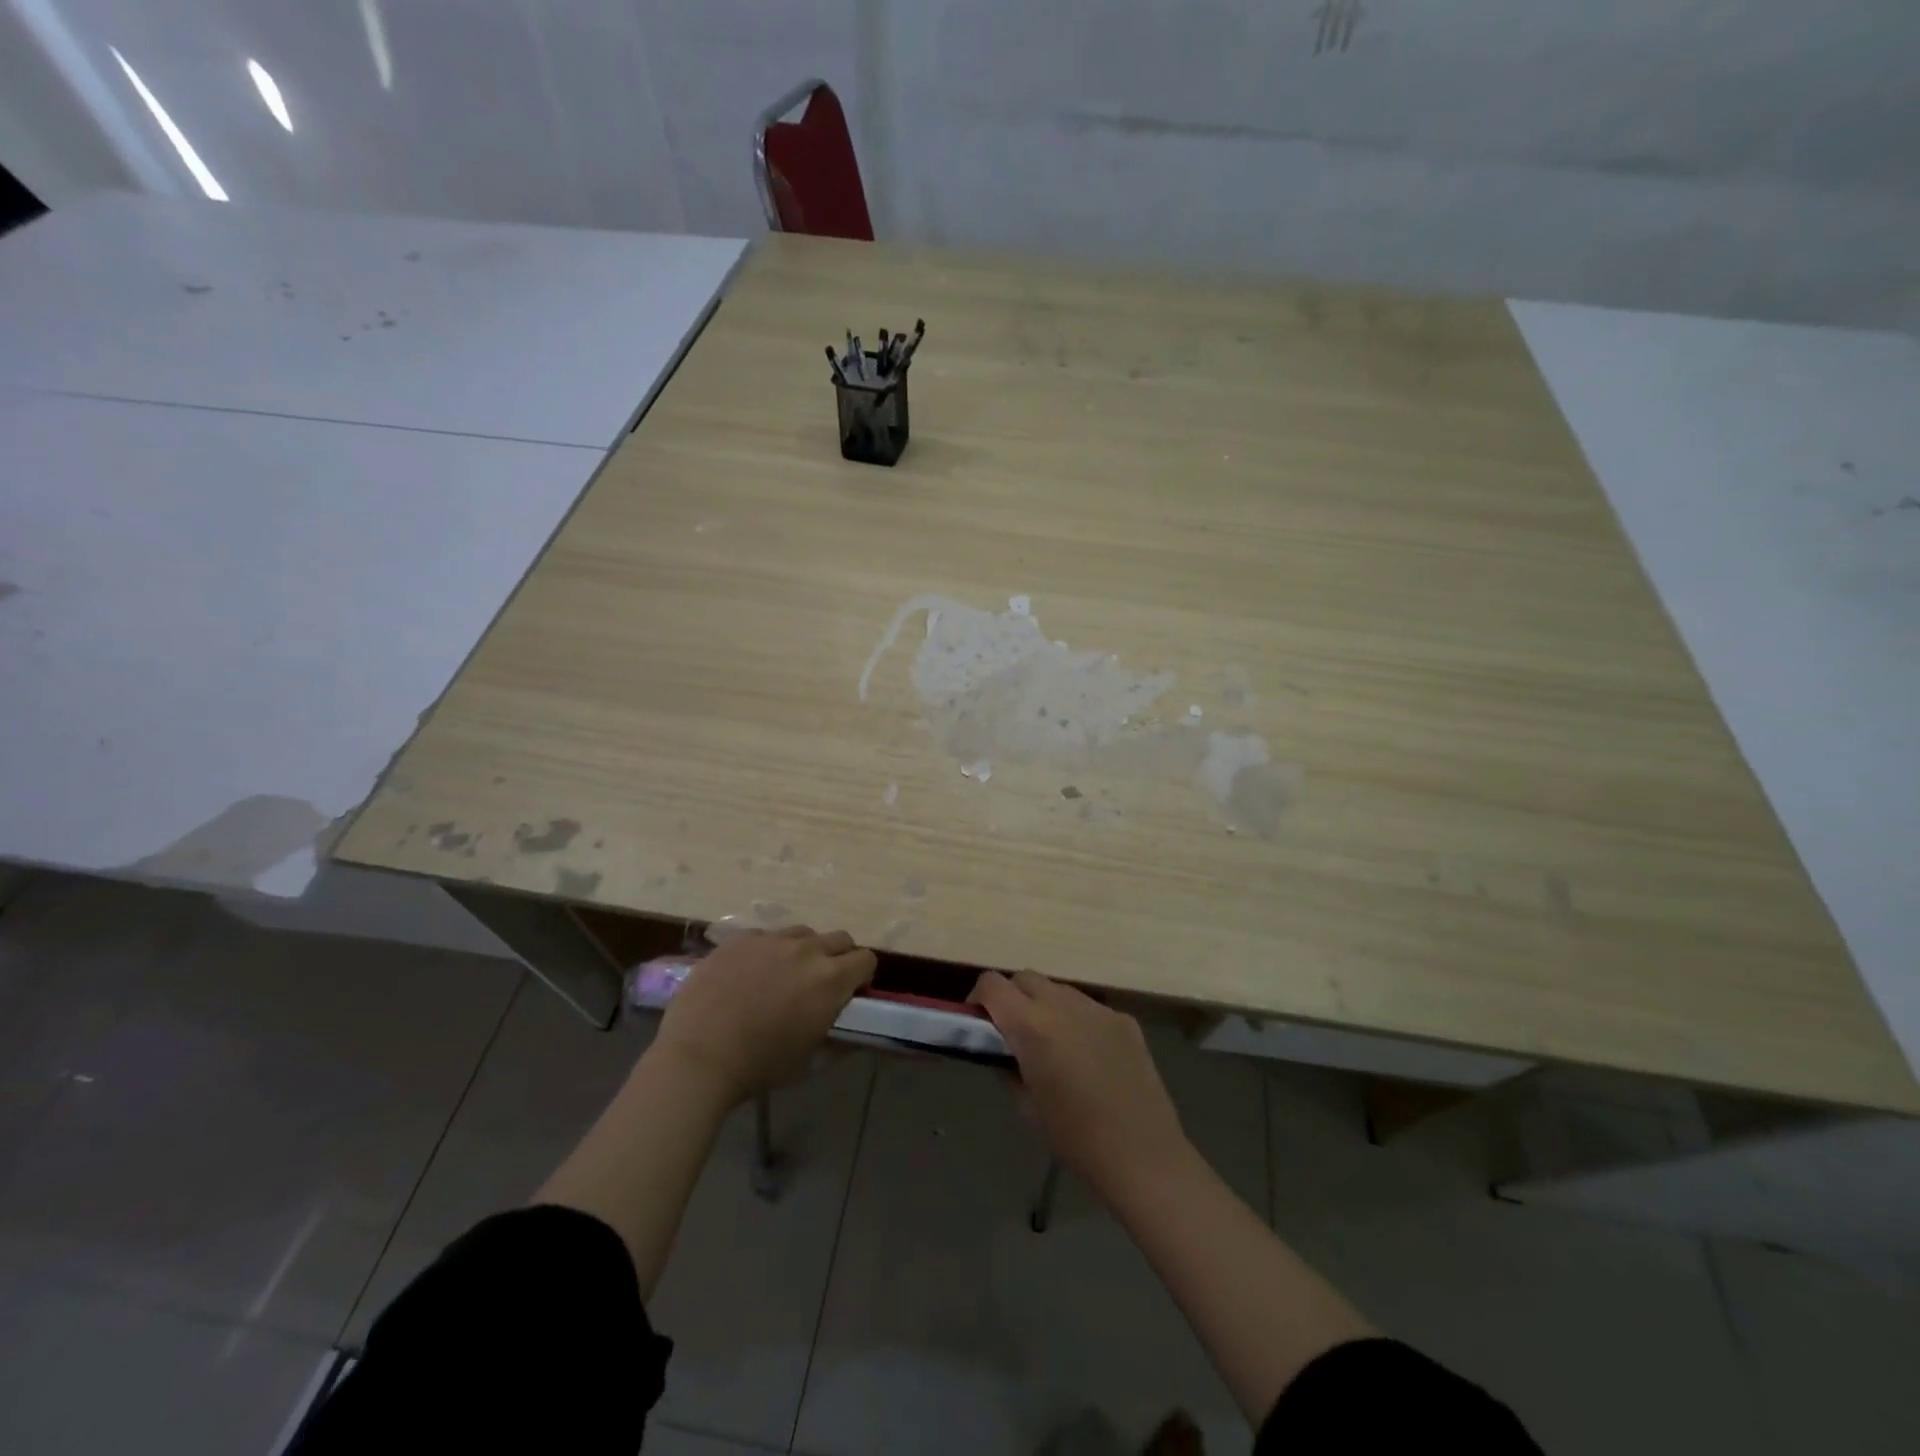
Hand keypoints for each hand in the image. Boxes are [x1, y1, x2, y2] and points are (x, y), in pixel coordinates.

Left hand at [653, 927, 875, 1104]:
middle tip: (820, 983)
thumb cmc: (760, 1065)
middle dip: (838, 958)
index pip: (866, 959)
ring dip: (804, 951)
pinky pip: (766, 936)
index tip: (851, 992)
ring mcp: (771, 939)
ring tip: (783, 975)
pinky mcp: (740, 938)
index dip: (862, 975)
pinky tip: (749, 975)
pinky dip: (768, 951)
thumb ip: (840, 1040)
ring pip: (803, 933)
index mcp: (830, 979)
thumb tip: (857, 1034)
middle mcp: (807, 950)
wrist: (698, 1056)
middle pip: (840, 939)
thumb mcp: (810, 1060)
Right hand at [970, 970, 1188, 1195]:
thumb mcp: (1026, 1107)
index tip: (978, 1020)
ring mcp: (1098, 1008)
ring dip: (1045, 1006)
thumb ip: (1007, 1068)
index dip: (978, 997)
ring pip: (1058, 990)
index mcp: (1032, 1026)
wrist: (1142, 1154)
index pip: (992, 984)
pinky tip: (1088, 1056)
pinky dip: (1076, 1020)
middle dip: (1011, 997)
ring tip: (1052, 1044)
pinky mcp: (1124, 1019)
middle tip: (1012, 1032)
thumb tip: (1001, 1052)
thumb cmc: (1075, 1138)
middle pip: (1025, 978)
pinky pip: (1088, 1008)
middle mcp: (1063, 1005)